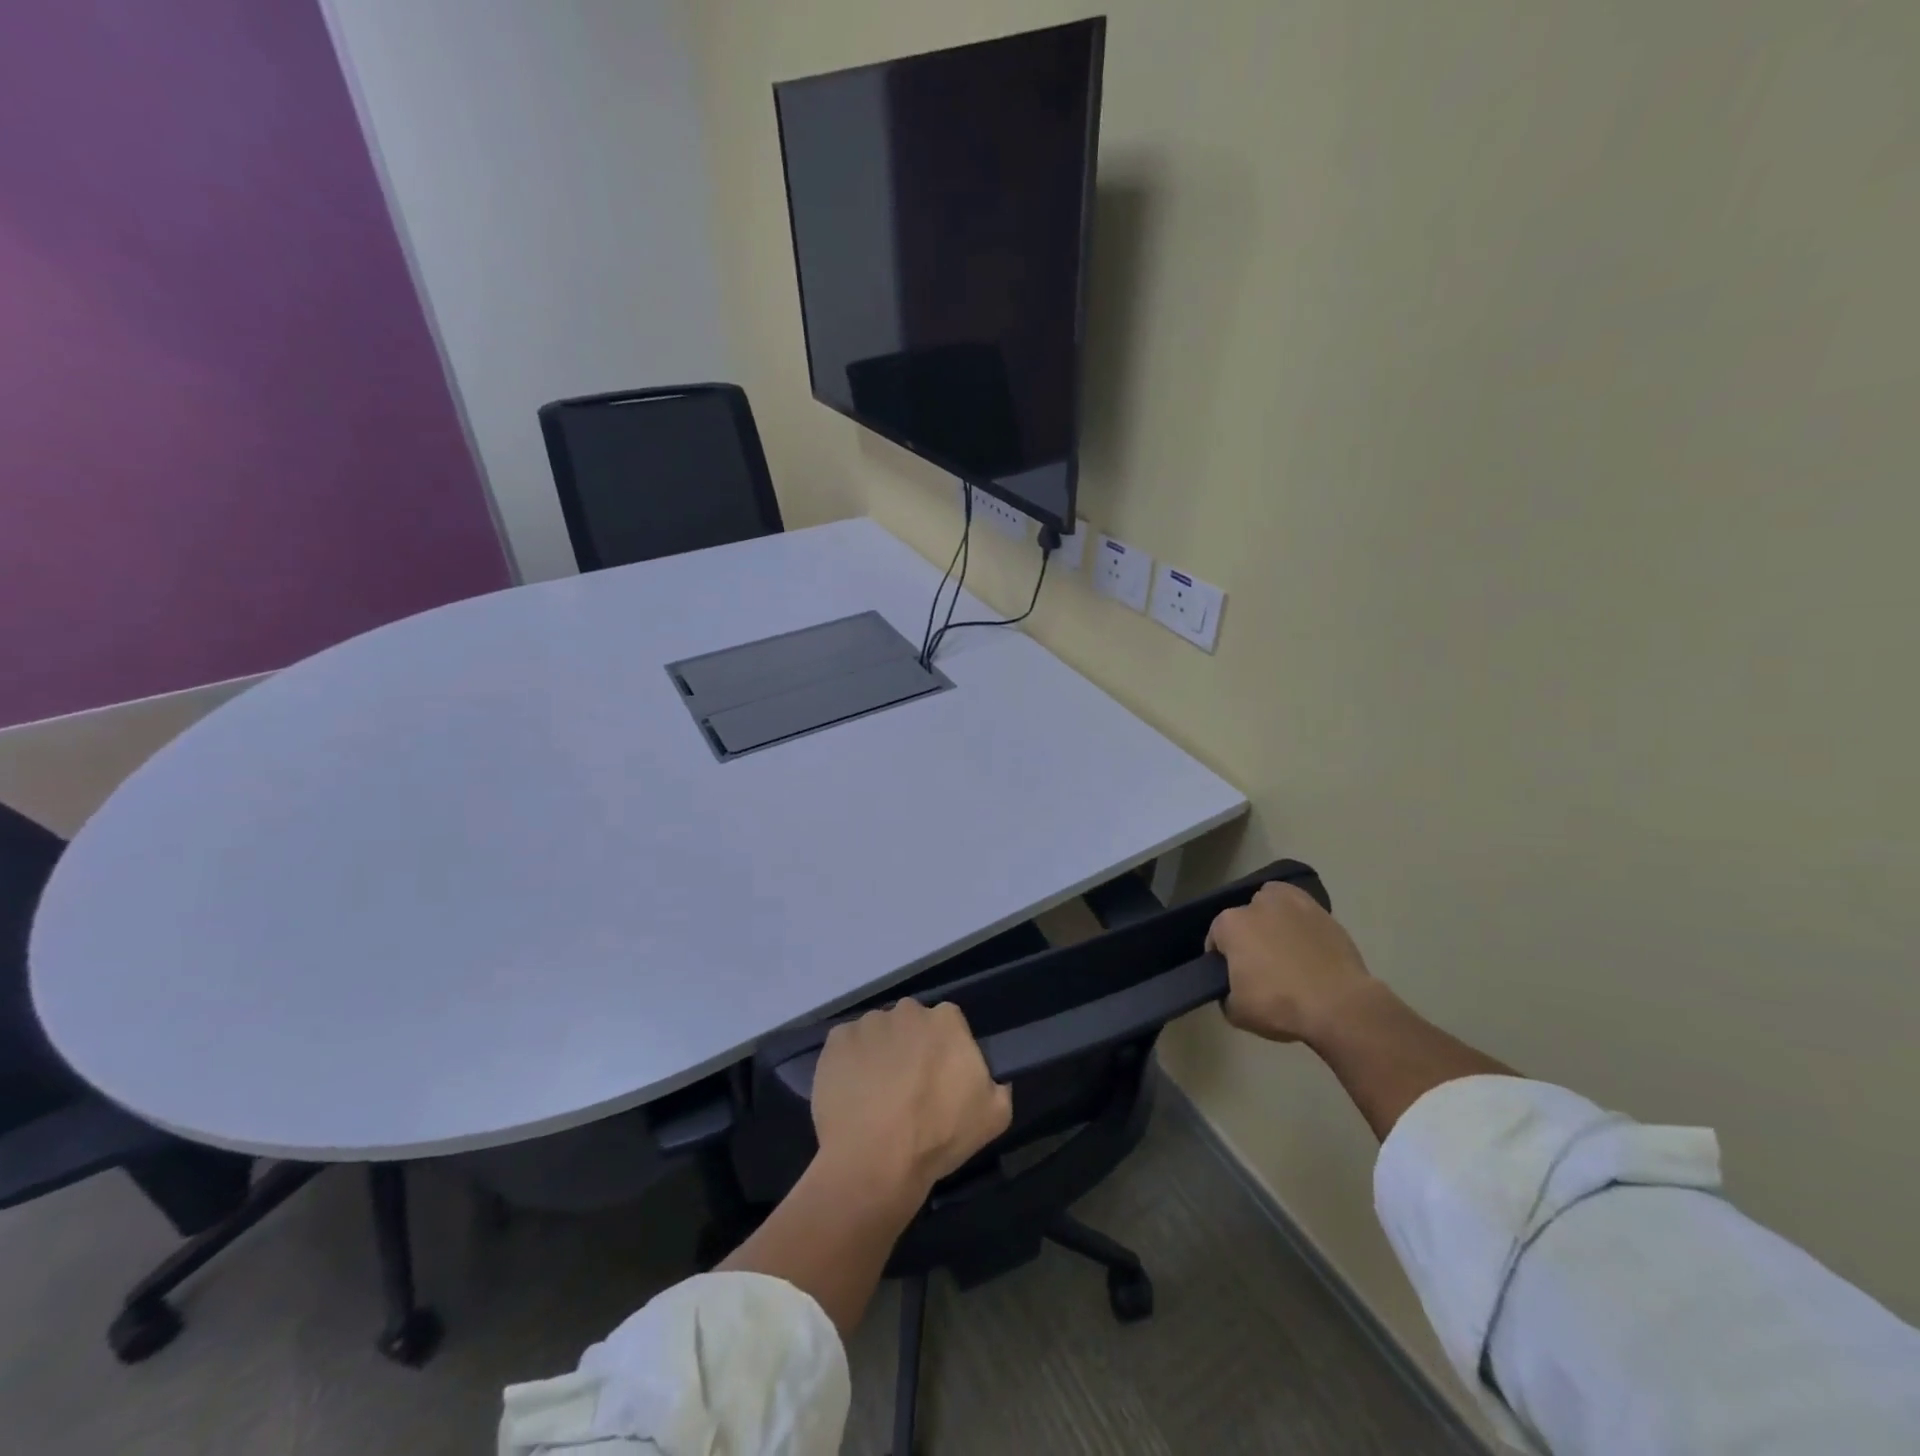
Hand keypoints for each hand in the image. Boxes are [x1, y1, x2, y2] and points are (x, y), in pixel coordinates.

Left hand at [811, 999, 1012, 1202]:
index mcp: (946, 1020)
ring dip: (879, 1054)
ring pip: (878, 1033)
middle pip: (911, 1023)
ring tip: (876, 1096)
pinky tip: (852, 1095)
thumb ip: (998, 1086)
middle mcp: (907, 1011)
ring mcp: (868, 1023)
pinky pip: (846, 1046)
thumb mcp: (994, 1116)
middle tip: (908, 1088)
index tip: (940, 1079)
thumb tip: (992, 1079)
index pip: (949, 1024)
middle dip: (910, 1047)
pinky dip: (849, 1063)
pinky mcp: (836, 1041)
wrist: (875, 1161)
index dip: (944, 1051)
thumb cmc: (938, 1136)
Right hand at [1206, 882, 1374, 1043]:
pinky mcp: (1322, 911)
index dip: (1222, 960)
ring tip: (1285, 950)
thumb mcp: (1236, 1012)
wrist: (1340, 1006)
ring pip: (1272, 905)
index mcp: (1230, 924)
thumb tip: (1234, 989)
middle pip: (1244, 919)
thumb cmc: (1279, 1006)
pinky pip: (1302, 910)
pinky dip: (1300, 922)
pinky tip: (1307, 944)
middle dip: (1249, 937)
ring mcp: (1292, 904)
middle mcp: (1257, 904)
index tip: (1233, 979)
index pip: (1216, 938)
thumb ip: (1226, 994)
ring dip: (1273, 921)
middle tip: (1261, 968)